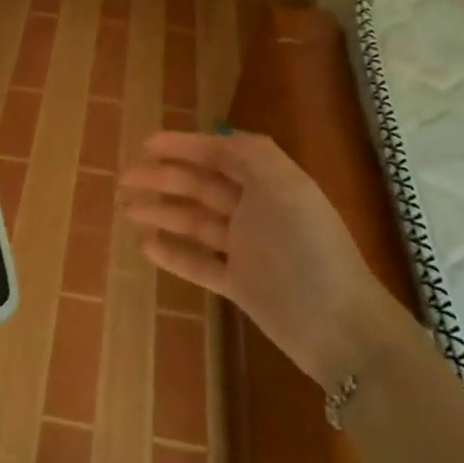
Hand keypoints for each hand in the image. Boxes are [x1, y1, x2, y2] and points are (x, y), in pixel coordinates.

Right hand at [119, 130, 401, 387]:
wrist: (338, 327)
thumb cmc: (307, 249)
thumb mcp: (286, 188)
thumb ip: (253, 155)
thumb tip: (221, 135)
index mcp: (271, 184)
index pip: (222, 155)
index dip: (185, 146)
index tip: (146, 144)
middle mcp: (258, 211)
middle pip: (203, 186)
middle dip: (164, 178)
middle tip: (125, 178)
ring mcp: (248, 249)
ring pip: (196, 222)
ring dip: (163, 212)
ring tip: (129, 210)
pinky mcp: (240, 284)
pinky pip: (199, 262)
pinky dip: (173, 252)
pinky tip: (146, 245)